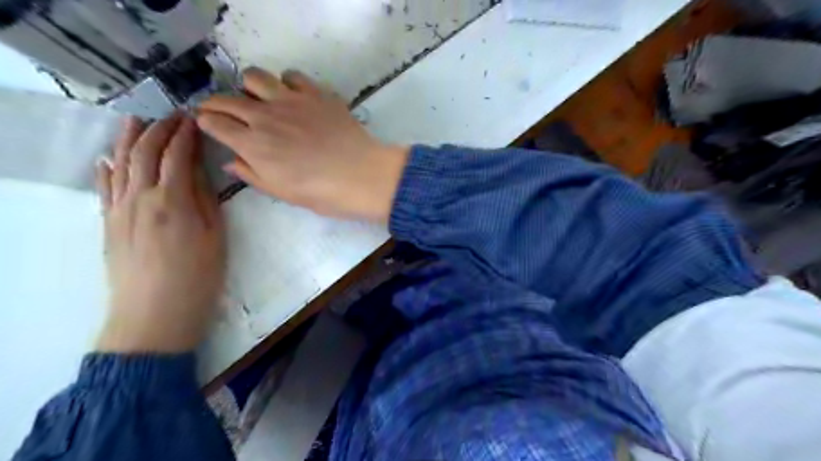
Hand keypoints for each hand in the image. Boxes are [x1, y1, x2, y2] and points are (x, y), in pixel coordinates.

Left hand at [93, 115, 224, 352]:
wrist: (155, 313)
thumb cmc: (198, 275)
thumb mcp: (214, 235)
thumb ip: (204, 198)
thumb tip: (196, 169)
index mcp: (172, 200)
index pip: (176, 156)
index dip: (184, 135)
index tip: (192, 119)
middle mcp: (140, 198)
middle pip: (145, 153)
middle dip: (159, 129)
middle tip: (172, 115)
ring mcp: (119, 210)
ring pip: (119, 165)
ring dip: (128, 140)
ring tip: (135, 120)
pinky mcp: (109, 224)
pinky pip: (104, 188)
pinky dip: (106, 169)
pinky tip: (107, 159)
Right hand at [195, 67, 406, 222]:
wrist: (362, 176)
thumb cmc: (322, 193)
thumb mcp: (283, 192)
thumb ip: (252, 174)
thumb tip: (230, 161)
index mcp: (253, 144)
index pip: (214, 123)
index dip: (206, 122)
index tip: (207, 123)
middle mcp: (265, 116)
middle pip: (226, 98)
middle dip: (215, 103)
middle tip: (221, 110)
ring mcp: (290, 100)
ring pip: (254, 76)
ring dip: (248, 86)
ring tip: (258, 99)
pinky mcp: (315, 93)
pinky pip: (291, 75)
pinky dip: (285, 82)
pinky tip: (293, 96)